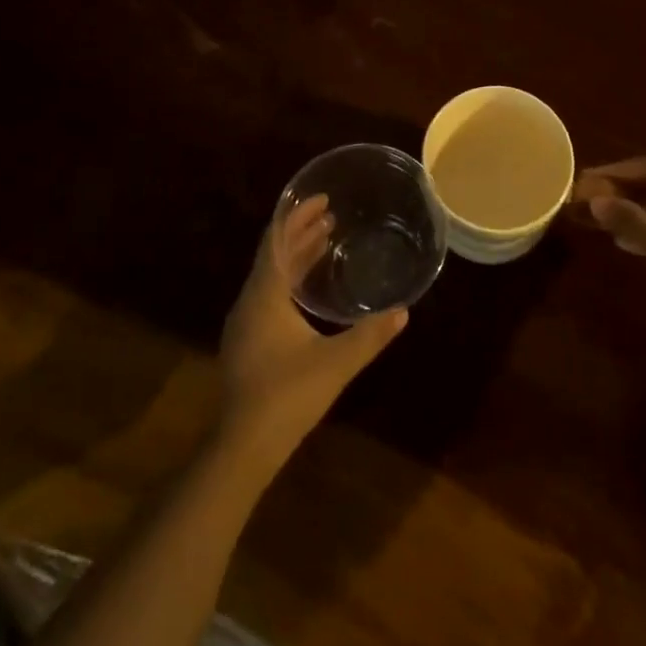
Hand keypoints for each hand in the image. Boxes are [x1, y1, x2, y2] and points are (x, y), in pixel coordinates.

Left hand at [217, 195, 406, 466]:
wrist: (243, 447)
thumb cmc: (288, 395)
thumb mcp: (336, 363)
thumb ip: (370, 335)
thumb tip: (402, 311)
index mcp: (265, 296)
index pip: (278, 241)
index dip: (297, 216)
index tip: (322, 199)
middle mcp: (250, 302)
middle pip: (274, 254)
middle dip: (300, 232)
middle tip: (330, 214)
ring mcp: (245, 323)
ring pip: (271, 276)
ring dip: (296, 255)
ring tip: (325, 240)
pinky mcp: (247, 342)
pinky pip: (269, 294)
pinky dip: (290, 279)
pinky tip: (308, 289)